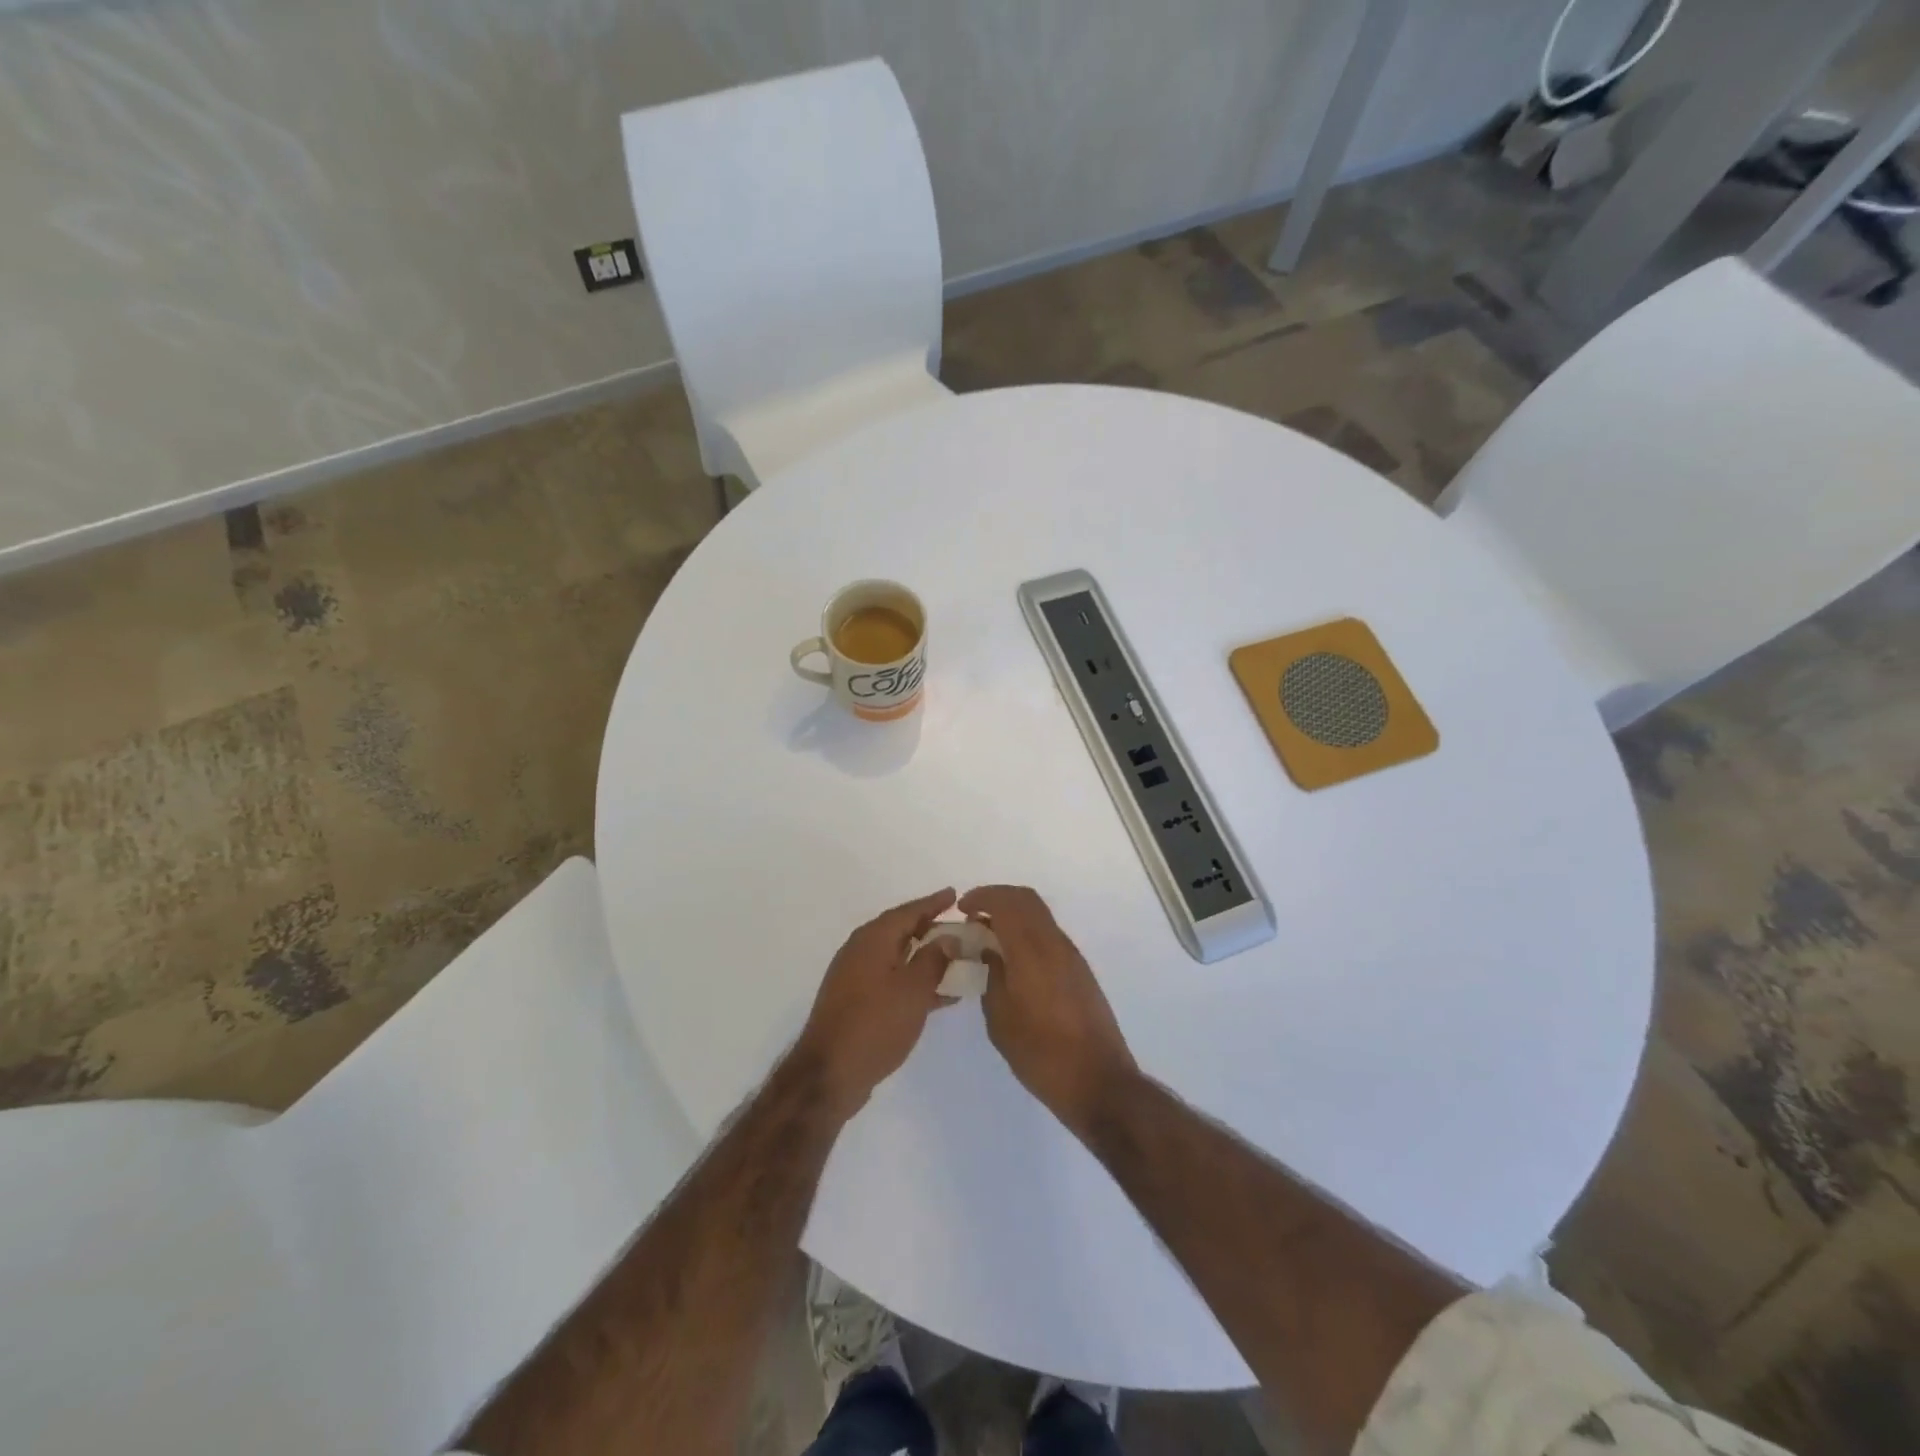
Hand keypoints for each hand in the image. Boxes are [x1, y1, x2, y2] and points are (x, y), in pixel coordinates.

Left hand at [795, 888, 957, 1117]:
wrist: (829, 1074)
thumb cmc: (876, 1024)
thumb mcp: (913, 989)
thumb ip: (934, 959)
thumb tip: (947, 937)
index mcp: (872, 939)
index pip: (908, 911)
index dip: (933, 903)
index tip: (955, 894)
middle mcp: (860, 951)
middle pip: (900, 931)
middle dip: (929, 927)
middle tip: (959, 926)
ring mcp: (855, 977)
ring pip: (897, 957)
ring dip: (925, 957)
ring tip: (956, 959)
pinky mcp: (855, 1002)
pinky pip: (892, 979)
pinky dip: (914, 980)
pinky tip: (940, 995)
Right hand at [960, 886, 1136, 1137]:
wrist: (1098, 1081)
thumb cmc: (1041, 1054)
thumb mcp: (1001, 1019)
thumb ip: (992, 976)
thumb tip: (989, 950)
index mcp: (1032, 951)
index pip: (1008, 903)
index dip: (982, 897)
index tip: (962, 908)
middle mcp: (1055, 944)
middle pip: (1027, 900)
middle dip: (998, 898)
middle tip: (974, 916)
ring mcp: (1071, 956)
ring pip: (1040, 916)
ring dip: (1014, 915)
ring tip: (989, 938)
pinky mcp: (1080, 971)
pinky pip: (1049, 935)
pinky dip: (1028, 933)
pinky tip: (1013, 959)